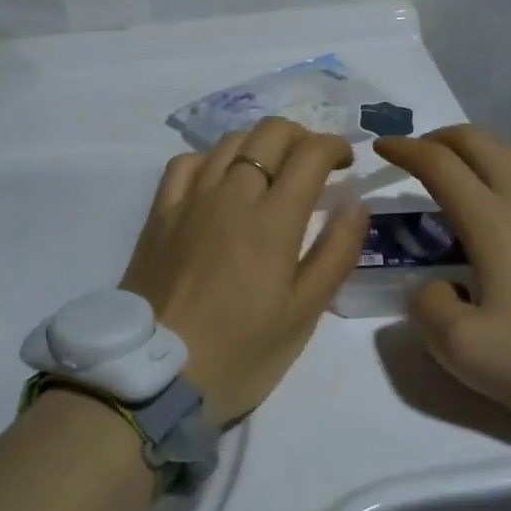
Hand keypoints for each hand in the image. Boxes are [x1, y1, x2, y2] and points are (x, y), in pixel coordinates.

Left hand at [119, 117, 368, 426]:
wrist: (154, 377)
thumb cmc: (239, 354)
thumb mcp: (302, 315)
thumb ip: (335, 254)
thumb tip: (356, 204)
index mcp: (273, 221)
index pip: (310, 154)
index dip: (335, 146)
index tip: (346, 162)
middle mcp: (232, 195)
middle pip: (270, 133)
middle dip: (301, 136)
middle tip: (313, 164)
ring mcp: (190, 200)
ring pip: (229, 141)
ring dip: (260, 144)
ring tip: (270, 170)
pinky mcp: (160, 213)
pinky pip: (186, 163)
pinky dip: (212, 159)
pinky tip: (219, 179)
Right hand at [373, 127, 510, 466]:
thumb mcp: (464, 351)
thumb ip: (428, 307)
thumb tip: (435, 286)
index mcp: (495, 221)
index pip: (440, 164)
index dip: (404, 150)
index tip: (380, 149)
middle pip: (478, 141)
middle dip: (438, 138)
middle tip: (414, 156)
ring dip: (474, 150)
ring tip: (455, 175)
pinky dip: (506, 168)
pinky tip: (506, 201)